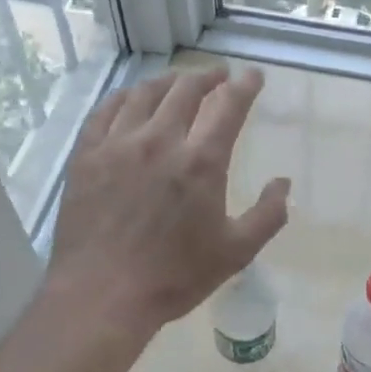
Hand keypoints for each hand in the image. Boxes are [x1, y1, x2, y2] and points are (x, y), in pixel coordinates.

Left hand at [48, 66, 289, 336]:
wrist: (100, 296)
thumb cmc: (173, 277)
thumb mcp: (235, 253)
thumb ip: (267, 215)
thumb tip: (283, 183)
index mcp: (200, 161)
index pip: (228, 105)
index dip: (244, 85)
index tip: (252, 75)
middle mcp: (160, 140)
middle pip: (186, 90)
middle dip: (208, 76)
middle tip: (218, 75)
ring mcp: (118, 144)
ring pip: (145, 93)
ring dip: (169, 81)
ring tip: (179, 81)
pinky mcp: (87, 154)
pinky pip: (106, 110)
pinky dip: (125, 97)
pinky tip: (132, 98)